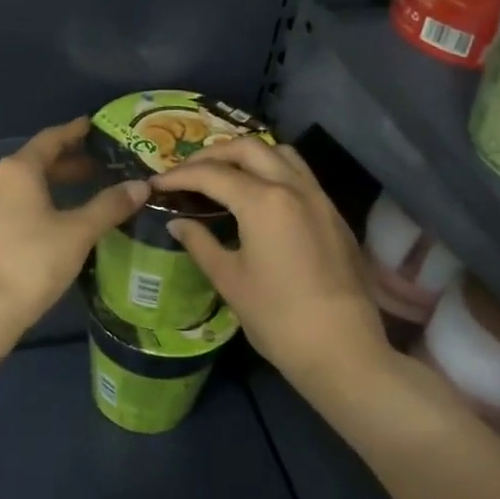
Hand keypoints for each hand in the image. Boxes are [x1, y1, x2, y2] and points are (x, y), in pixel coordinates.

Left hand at [0, 120, 148, 327]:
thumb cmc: (32, 261)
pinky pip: (15, 208)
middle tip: (100, 167)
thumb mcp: (78, 232)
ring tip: (84, 195)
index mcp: (17, 170)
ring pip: (25, 188)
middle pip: (36, 163)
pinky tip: (57, 224)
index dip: (74, 132)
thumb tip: (140, 186)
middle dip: (68, 163)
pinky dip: (39, 205)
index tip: (94, 126)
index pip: (50, 139)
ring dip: (54, 187)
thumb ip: (109, 206)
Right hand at [152, 137, 385, 380]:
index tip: (157, 184)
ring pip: (279, 153)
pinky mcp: (333, 214)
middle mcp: (292, 187)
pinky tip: (258, 195)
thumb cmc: (277, 317)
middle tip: (187, 173)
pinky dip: (272, 169)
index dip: (179, 176)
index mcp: (263, 201)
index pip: (212, 174)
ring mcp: (318, 197)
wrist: (342, 350)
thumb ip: (200, 243)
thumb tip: (177, 223)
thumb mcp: (229, 279)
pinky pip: (299, 173)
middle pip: (247, 149)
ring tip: (223, 175)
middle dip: (212, 155)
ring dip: (247, 155)